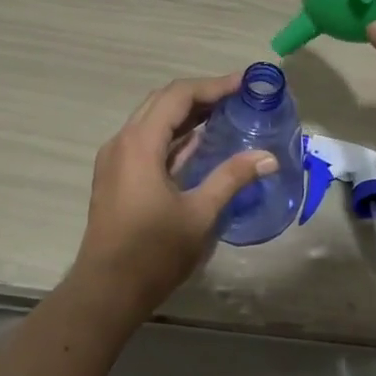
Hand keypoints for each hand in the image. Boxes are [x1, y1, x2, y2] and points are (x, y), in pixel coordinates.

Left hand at [70, 74, 278, 318]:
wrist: (107, 290)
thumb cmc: (153, 252)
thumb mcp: (199, 213)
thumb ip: (232, 178)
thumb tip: (268, 157)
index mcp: (139, 144)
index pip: (178, 96)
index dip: (213, 86)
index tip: (245, 84)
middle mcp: (122, 142)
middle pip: (163, 102)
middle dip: (201, 95)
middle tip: (238, 97)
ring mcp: (116, 160)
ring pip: (153, 121)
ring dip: (187, 115)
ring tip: (226, 114)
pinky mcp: (117, 177)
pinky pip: (147, 142)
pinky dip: (174, 136)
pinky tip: (200, 144)